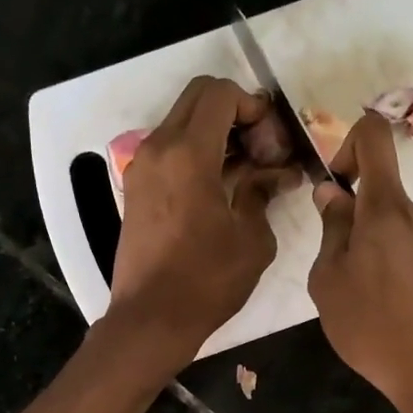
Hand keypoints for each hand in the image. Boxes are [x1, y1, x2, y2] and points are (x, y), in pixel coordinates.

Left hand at [109, 76, 285, 370]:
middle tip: (261, 150)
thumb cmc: (207, 282)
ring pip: (181, 123)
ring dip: (215, 134)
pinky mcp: (136, 189)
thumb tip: (277, 174)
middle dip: (235, 112)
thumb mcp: (252, 239)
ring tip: (245, 172)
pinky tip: (220, 188)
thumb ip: (263, 193)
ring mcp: (141, 168)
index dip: (253, 106)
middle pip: (197, 99)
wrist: (151, 319)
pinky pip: (169, 151)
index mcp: (188, 154)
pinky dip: (196, 154)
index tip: (272, 140)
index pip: (219, 94)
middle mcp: (158, 149)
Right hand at [308, 113, 412, 412]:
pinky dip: (410, 280)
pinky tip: (406, 321)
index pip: (374, 138)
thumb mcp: (330, 284)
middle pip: (387, 203)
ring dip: (386, 260)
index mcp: (388, 208)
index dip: (349, 145)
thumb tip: (332, 194)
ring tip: (378, 310)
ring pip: (406, 238)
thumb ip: (331, 232)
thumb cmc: (376, 329)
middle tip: (349, 283)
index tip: (338, 185)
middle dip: (362, 232)